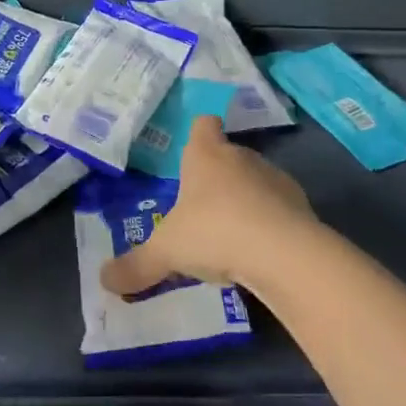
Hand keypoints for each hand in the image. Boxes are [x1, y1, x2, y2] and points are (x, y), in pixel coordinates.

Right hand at [100, 116, 319, 295]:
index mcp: (207, 154)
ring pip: (254, 182)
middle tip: (198, 210)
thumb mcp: (166, 252)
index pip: (203, 125)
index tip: (191, 153)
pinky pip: (277, 209)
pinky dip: (268, 224)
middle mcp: (242, 157)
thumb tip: (104, 280)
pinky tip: (257, 252)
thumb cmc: (215, 232)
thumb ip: (136, 266)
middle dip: (215, 178)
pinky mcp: (301, 206)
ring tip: (229, 237)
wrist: (285, 254)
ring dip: (244, 202)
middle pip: (227, 157)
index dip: (198, 135)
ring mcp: (275, 179)